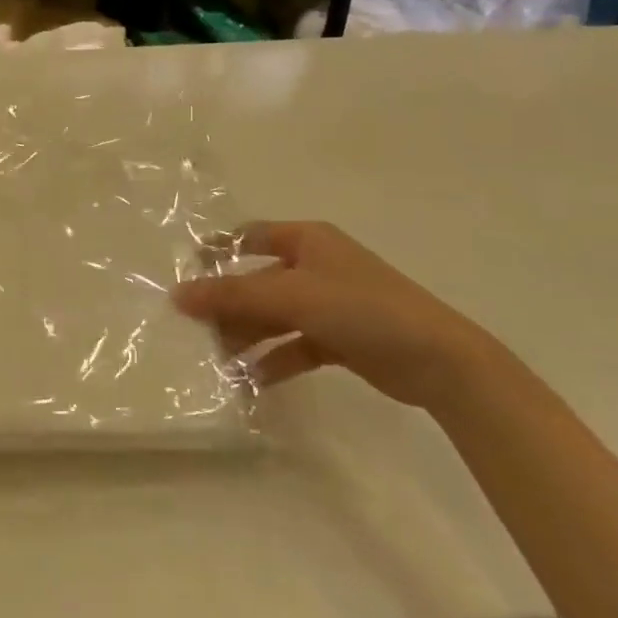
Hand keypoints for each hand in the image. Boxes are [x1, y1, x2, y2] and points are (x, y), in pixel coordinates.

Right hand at [172, 221, 494, 409]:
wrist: (440, 361)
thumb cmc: (362, 309)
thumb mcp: (291, 296)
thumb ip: (232, 295)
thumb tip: (177, 294)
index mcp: (307, 240)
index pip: (249, 237)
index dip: (216, 251)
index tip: (184, 273)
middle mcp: (315, 266)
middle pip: (257, 281)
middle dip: (228, 305)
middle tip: (195, 330)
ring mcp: (329, 304)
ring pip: (273, 316)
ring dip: (247, 336)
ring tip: (218, 360)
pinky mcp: (340, 340)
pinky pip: (294, 346)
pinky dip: (273, 360)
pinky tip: (251, 381)